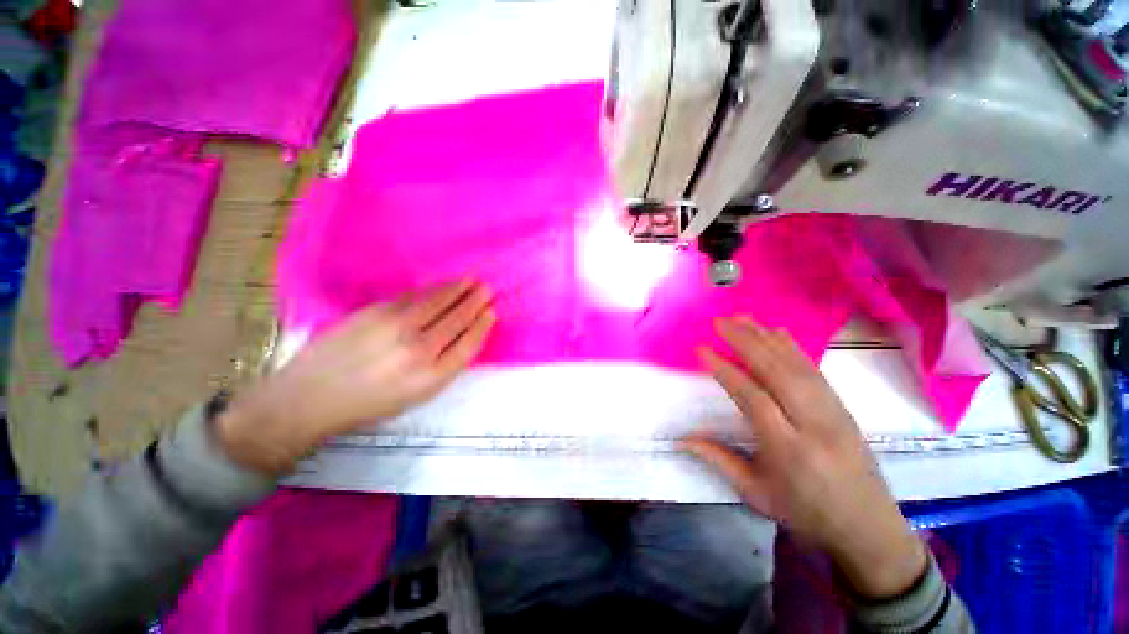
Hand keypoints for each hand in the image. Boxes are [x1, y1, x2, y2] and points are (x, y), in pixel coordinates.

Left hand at [216, 280, 495, 473]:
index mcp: (431, 378)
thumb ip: (444, 367)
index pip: (469, 344)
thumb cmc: (369, 403)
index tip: (491, 313)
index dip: (482, 326)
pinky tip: (443, 285)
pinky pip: (415, 297)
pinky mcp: (376, 312)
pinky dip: (434, 289)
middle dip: (476, 302)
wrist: (311, 396)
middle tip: (488, 290)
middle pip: (458, 319)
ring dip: (458, 289)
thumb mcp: (415, 396)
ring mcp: (397, 328)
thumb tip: (463, 337)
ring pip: (438, 302)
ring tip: (472, 280)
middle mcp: (419, 350)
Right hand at [682, 317, 926, 598]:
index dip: (726, 371)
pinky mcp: (843, 407)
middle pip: (778, 372)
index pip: (753, 399)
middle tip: (720, 322)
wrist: (869, 529)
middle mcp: (813, 424)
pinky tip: (777, 333)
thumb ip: (719, 460)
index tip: (703, 350)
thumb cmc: (806, 513)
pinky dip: (793, 347)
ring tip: (742, 318)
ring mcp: (833, 412)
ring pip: (797, 365)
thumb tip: (683, 438)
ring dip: (767, 337)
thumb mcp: (756, 495)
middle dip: (746, 341)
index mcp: (789, 450)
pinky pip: (815, 370)